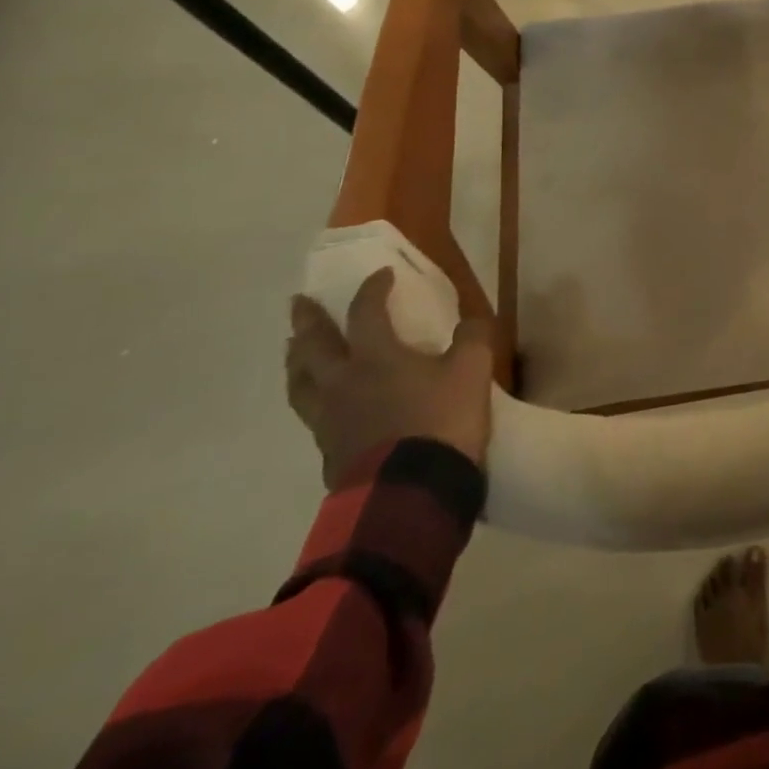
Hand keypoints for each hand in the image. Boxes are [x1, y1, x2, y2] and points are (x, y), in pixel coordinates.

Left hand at [285, 268, 494, 487]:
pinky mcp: (329, 453)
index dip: (372, 289)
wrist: (411, 493)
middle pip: (314, 347)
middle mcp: (342, 383)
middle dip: (307, 322)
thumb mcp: (473, 370)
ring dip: (297, 362)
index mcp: (375, 357)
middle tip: (297, 304)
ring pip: (301, 384)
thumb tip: (470, 323)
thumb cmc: (441, 421)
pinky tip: (323, 404)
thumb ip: (472, 338)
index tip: (381, 275)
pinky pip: (313, 417)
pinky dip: (313, 400)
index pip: (365, 312)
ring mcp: (329, 421)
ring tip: (295, 352)